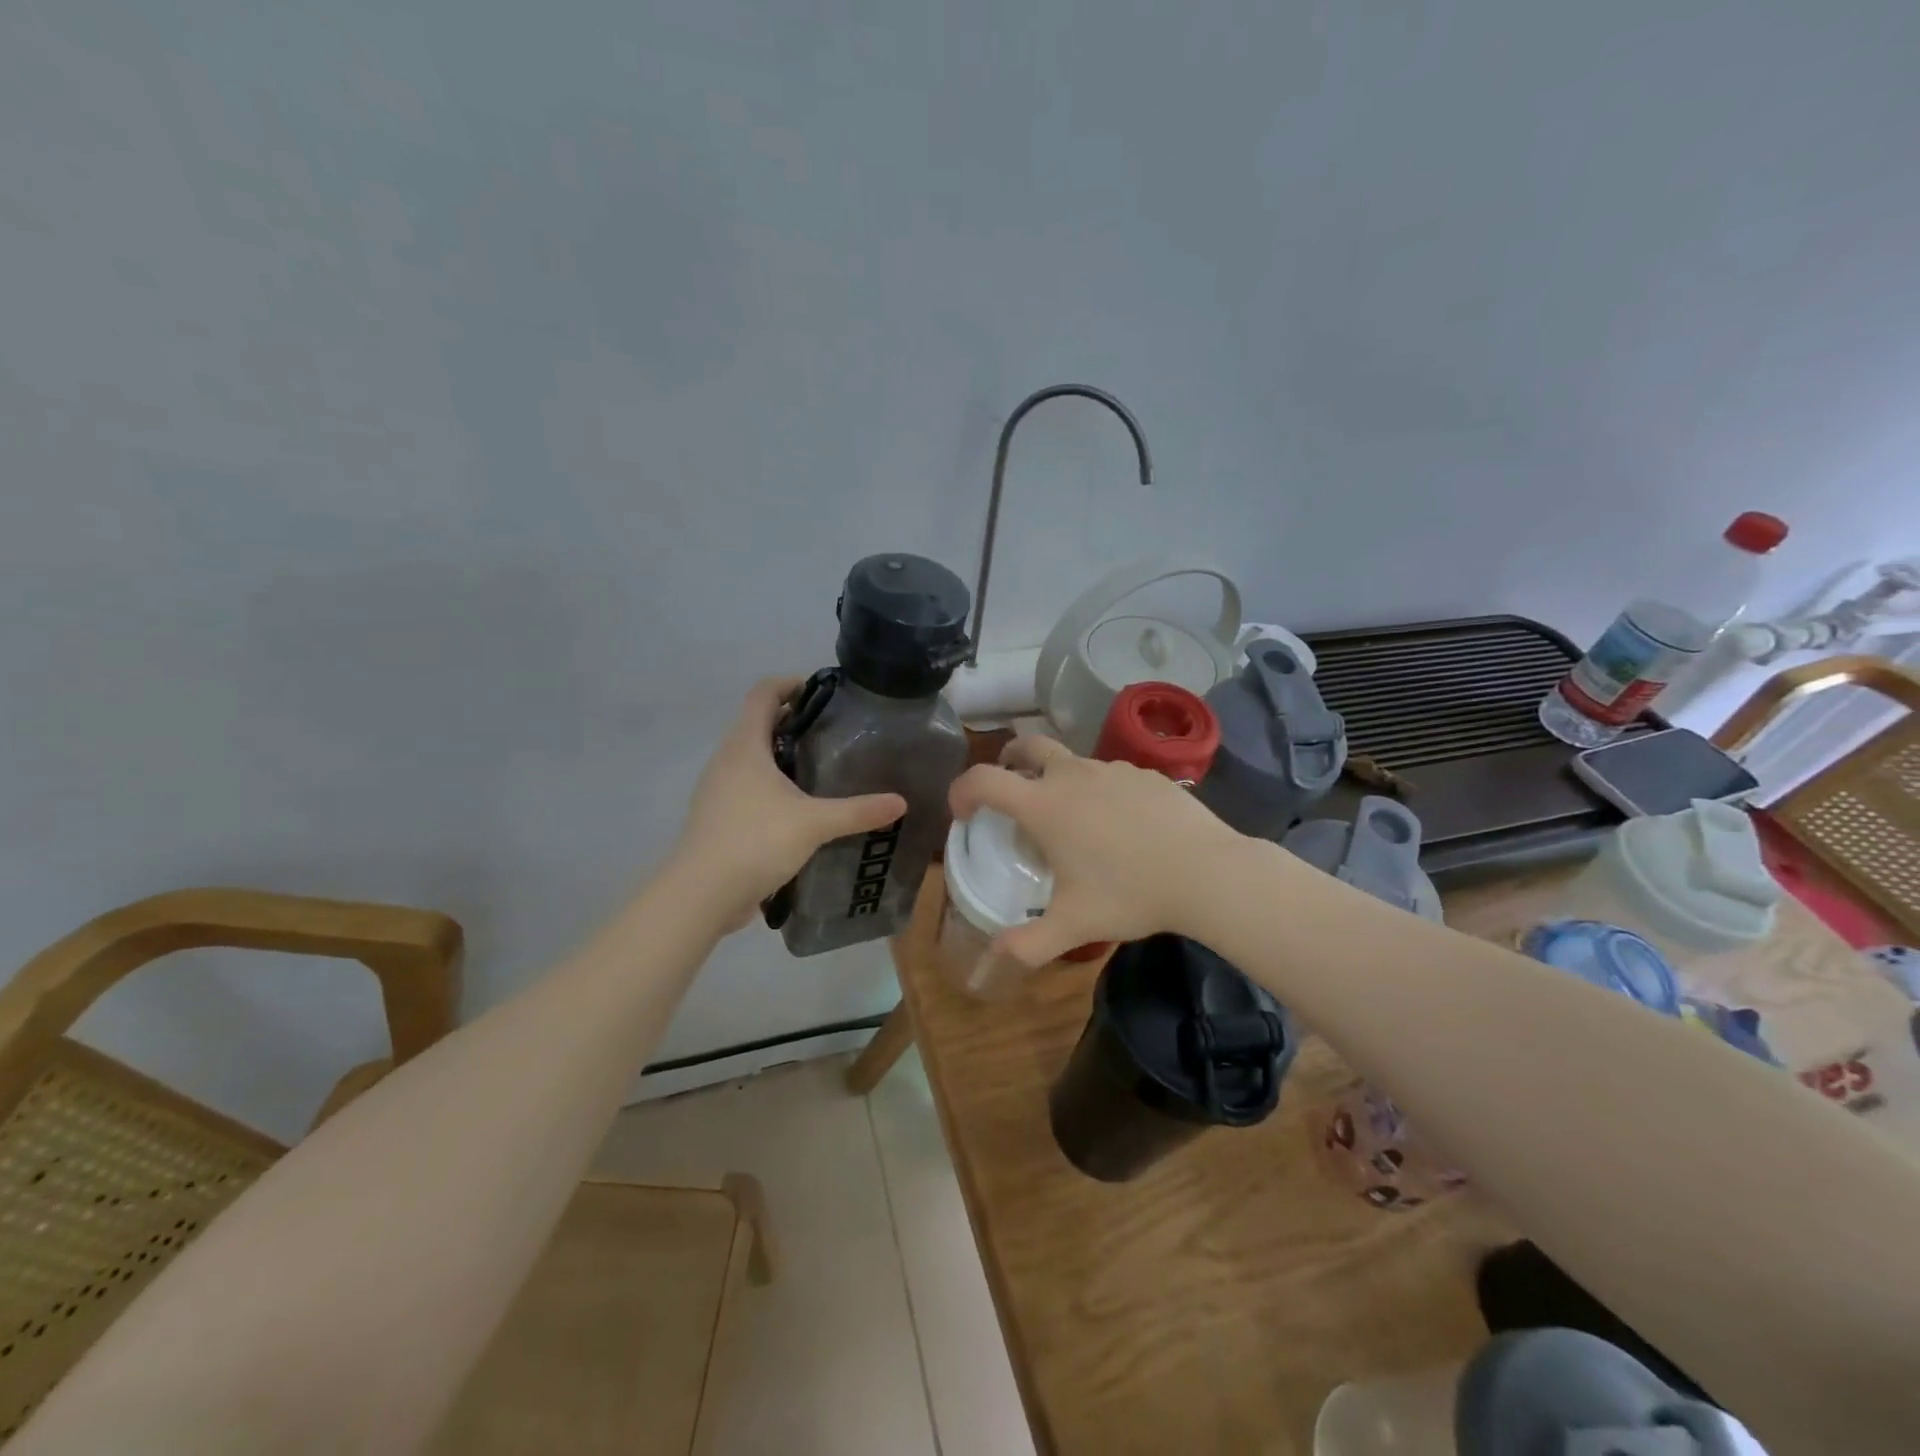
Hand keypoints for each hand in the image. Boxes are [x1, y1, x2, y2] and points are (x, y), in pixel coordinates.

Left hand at [674, 678, 906, 925]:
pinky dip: (771, 785)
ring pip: (751, 758)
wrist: (701, 895)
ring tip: (820, 769)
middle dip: (792, 721)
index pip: (762, 694)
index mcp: (745, 746)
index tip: (822, 690)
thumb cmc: (755, 841)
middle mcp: (726, 760)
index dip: (789, 683)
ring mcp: (717, 790)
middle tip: (833, 732)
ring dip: (781, 755)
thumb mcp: (814, 823)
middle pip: (757, 724)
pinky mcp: (717, 817)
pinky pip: (746, 787)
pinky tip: (797, 808)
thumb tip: (900, 802)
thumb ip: (858, 810)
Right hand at [948, 736, 1244, 966]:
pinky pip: (1108, 775)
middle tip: (1010, 788)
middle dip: (1008, 761)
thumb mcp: (1074, 926)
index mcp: (1044, 804)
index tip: (963, 813)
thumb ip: (1028, 944)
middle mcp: (1072, 775)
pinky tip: (1119, 825)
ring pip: (1070, 761)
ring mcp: (1111, 769)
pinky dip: (1098, 790)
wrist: (1207, 872)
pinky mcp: (1145, 773)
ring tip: (1072, 821)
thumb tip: (995, 953)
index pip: (983, 779)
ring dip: (1056, 779)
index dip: (962, 790)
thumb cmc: (1130, 894)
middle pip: (1026, 746)